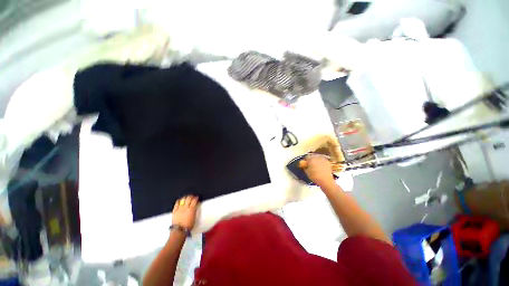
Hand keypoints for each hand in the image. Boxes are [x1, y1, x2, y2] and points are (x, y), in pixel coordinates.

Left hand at [172, 195, 198, 229]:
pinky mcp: (174, 211)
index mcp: (191, 209)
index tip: (197, 197)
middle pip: (188, 198)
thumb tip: (196, 205)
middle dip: (191, 196)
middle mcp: (185, 207)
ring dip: (185, 197)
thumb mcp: (194, 217)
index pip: (194, 200)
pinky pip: (176, 204)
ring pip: (183, 200)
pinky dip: (178, 201)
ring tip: (187, 197)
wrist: (179, 230)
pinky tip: (180, 200)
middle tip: (192, 196)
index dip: (196, 198)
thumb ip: (195, 210)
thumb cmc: (188, 225)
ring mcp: (179, 209)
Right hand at [302, 154, 335, 186]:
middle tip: (310, 164)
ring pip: (318, 157)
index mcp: (311, 159)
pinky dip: (321, 162)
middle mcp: (317, 157)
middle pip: (312, 156)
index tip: (305, 163)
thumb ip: (305, 167)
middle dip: (311, 159)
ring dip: (316, 160)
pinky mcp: (328, 162)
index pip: (306, 157)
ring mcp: (323, 159)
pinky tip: (321, 167)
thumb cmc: (315, 177)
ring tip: (316, 166)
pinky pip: (322, 160)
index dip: (305, 160)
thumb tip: (305, 165)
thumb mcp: (307, 172)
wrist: (326, 180)